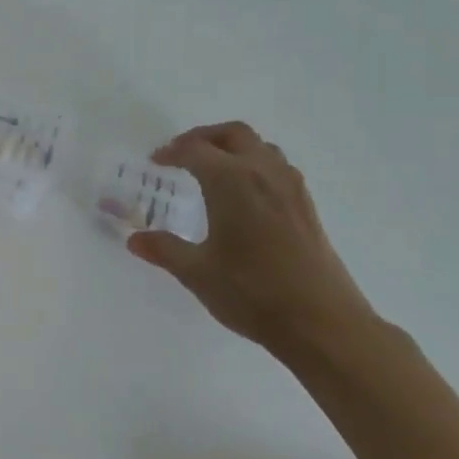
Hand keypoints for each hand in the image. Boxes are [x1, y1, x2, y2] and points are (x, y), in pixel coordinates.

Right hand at [127, 121, 376, 354]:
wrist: (323, 323)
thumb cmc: (253, 292)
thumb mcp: (197, 273)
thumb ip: (165, 249)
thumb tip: (135, 240)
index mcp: (231, 181)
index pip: (195, 150)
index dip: (171, 152)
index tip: (155, 162)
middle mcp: (263, 173)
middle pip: (232, 134)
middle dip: (203, 138)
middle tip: (181, 154)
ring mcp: (291, 189)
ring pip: (260, 147)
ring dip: (232, 148)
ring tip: (212, 170)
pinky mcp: (307, 207)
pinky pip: (277, 167)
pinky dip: (254, 165)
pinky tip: (244, 196)